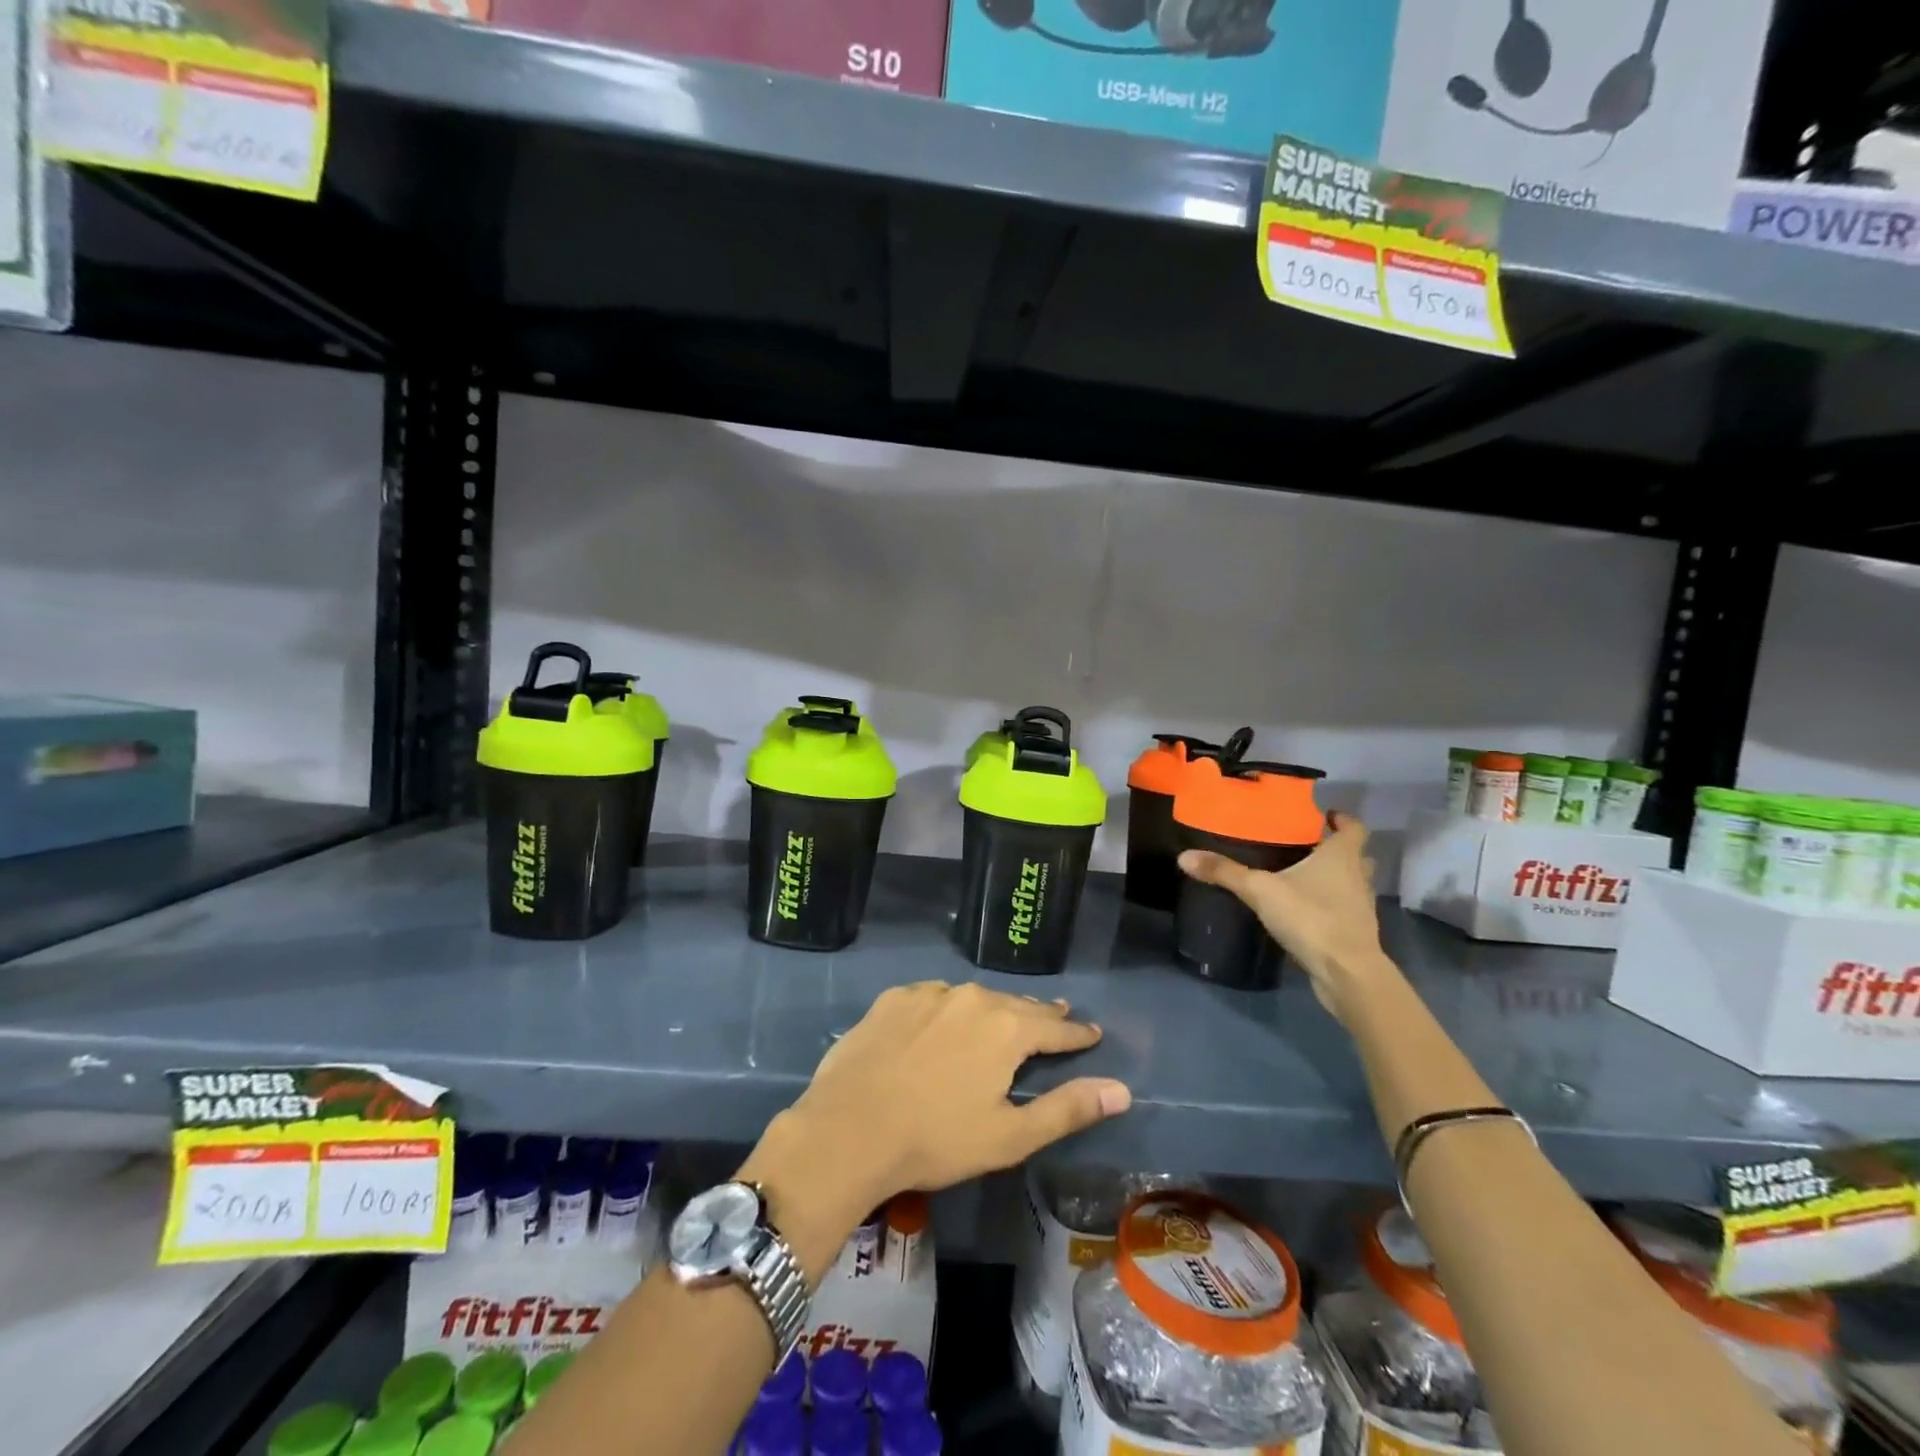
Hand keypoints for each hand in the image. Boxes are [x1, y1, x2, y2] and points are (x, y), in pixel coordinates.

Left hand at [737, 983, 1129, 1279]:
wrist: (848, 1129)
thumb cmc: (936, 1140)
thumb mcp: (1010, 1136)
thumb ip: (1067, 1108)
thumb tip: (1122, 1090)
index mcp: (1006, 1028)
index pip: (1054, 1026)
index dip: (1076, 1032)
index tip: (1092, 1032)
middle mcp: (971, 998)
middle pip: (1015, 1005)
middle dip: (1038, 1013)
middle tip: (1056, 1014)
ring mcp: (928, 994)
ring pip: (973, 998)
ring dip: (992, 1009)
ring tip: (1001, 1017)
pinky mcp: (893, 999)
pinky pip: (933, 998)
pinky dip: (948, 1008)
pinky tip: (943, 1020)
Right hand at [1179, 812, 1387, 1024]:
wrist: (1346, 973)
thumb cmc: (1311, 917)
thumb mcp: (1260, 890)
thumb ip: (1225, 872)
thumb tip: (1184, 856)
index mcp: (1342, 856)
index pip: (1354, 828)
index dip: (1343, 820)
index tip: (1324, 816)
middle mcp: (1357, 877)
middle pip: (1355, 855)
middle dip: (1334, 849)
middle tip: (1304, 846)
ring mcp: (1360, 907)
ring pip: (1351, 884)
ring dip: (1334, 879)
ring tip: (1299, 877)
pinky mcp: (1355, 933)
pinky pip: (1343, 910)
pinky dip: (1328, 906)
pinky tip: (1301, 910)